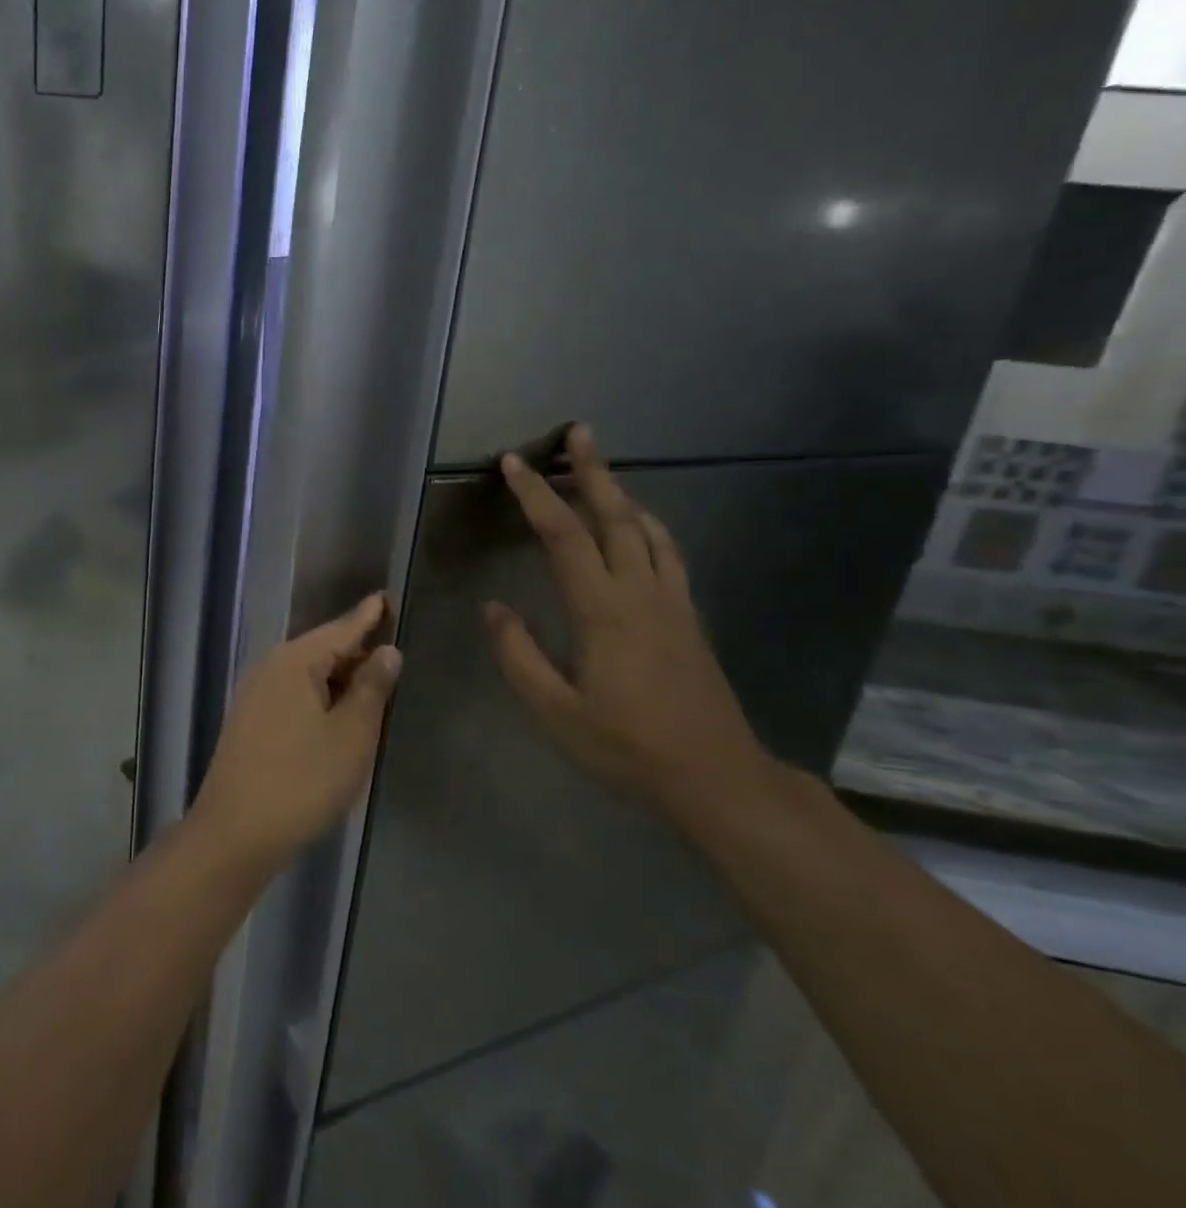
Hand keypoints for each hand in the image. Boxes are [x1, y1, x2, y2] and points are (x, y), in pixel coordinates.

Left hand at [192, 593, 401, 869]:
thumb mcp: (351, 735)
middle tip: (392, 646)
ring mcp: (255, 694)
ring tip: (373, 678)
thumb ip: (371, 688)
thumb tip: (386, 650)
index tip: (387, 596)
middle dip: (356, 648)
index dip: (368, 615)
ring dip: (340, 676)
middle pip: (322, 648)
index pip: (341, 629)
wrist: (235, 832)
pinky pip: (294, 693)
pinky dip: (321, 695)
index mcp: (295, 661)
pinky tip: (338, 711)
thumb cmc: (302, 781)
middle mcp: (270, 667)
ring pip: (307, 673)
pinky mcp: (250, 720)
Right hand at [482, 426, 773, 811]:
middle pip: (615, 516)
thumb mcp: (555, 711)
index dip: (536, 496)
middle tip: (578, 432)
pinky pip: (667, 551)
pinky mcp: (689, 615)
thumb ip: (518, 655)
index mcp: (603, 612)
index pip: (564, 537)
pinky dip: (646, 523)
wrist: (715, 775)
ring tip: (599, 469)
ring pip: (647, 528)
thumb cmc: (626, 746)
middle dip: (593, 471)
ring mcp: (672, 601)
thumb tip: (493, 607)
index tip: (515, 462)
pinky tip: (638, 525)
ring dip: (622, 492)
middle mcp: (641, 593)